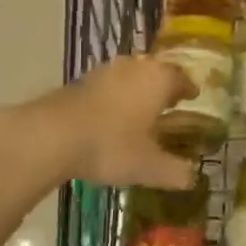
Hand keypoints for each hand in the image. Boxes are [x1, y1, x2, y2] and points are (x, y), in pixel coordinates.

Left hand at [46, 55, 198, 190]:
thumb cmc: (111, 145)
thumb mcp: (149, 167)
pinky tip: (111, 115)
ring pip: (131, 74)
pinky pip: (109, 84)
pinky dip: (116, 95)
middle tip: (169, 102)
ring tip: (141, 109)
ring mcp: (106, 71)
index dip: (188, 88)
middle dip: (163, 85)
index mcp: (158, 80)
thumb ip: (175, 172)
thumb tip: (193, 178)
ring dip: (138, 88)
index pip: (181, 77)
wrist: (53, 135)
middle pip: (156, 70)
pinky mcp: (82, 80)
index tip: (192, 97)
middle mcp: (135, 67)